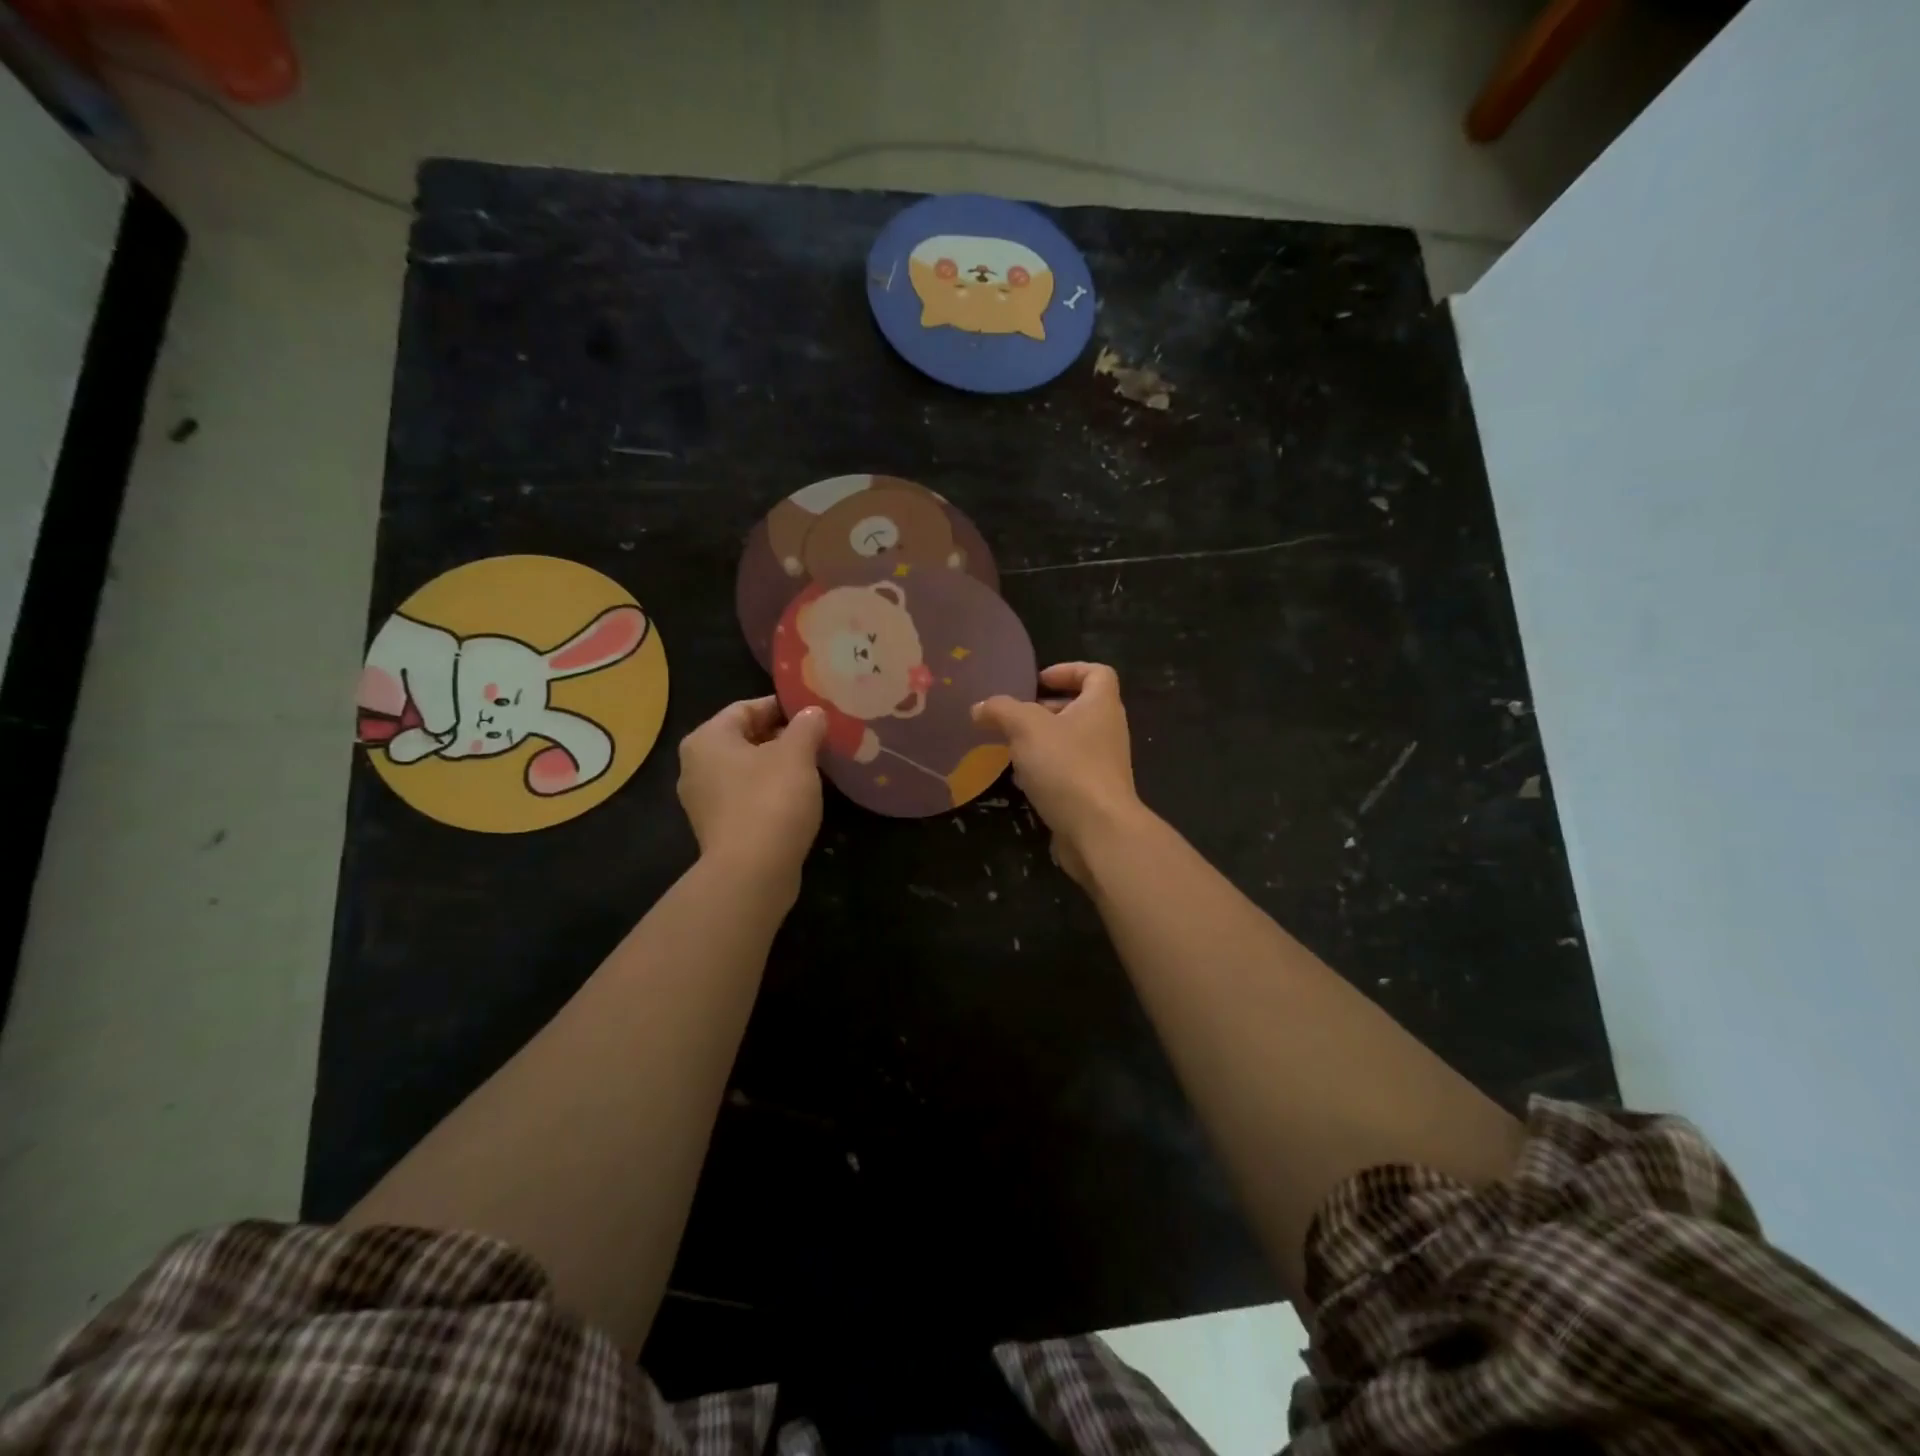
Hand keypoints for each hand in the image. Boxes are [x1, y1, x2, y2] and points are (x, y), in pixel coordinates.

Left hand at [677, 697, 827, 894]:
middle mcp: (696, 766)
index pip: (747, 708)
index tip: (814, 713)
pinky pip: (748, 798)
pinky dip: (772, 793)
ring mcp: (704, 801)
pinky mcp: (719, 830)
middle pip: (746, 739)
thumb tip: (812, 712)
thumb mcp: (797, 754)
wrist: (752, 873)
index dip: (783, 706)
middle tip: (820, 739)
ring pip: (748, 771)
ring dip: (779, 767)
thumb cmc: (771, 800)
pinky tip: (799, 799)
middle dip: (783, 737)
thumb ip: (806, 726)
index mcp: (707, 739)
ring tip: (815, 768)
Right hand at [973, 663, 1145, 886]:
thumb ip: (1001, 710)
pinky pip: (1068, 771)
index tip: (1038, 681)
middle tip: (1015, 716)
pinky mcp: (1093, 793)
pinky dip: (1045, 770)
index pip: (1097, 673)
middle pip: (1081, 707)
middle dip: (1046, 709)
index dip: (1068, 670)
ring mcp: (1103, 764)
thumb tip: (980, 707)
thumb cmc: (1067, 766)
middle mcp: (1108, 730)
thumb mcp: (1026, 727)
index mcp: (1101, 705)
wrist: (1098, 830)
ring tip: (1011, 747)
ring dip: (1042, 741)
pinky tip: (1022, 780)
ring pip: (1071, 742)